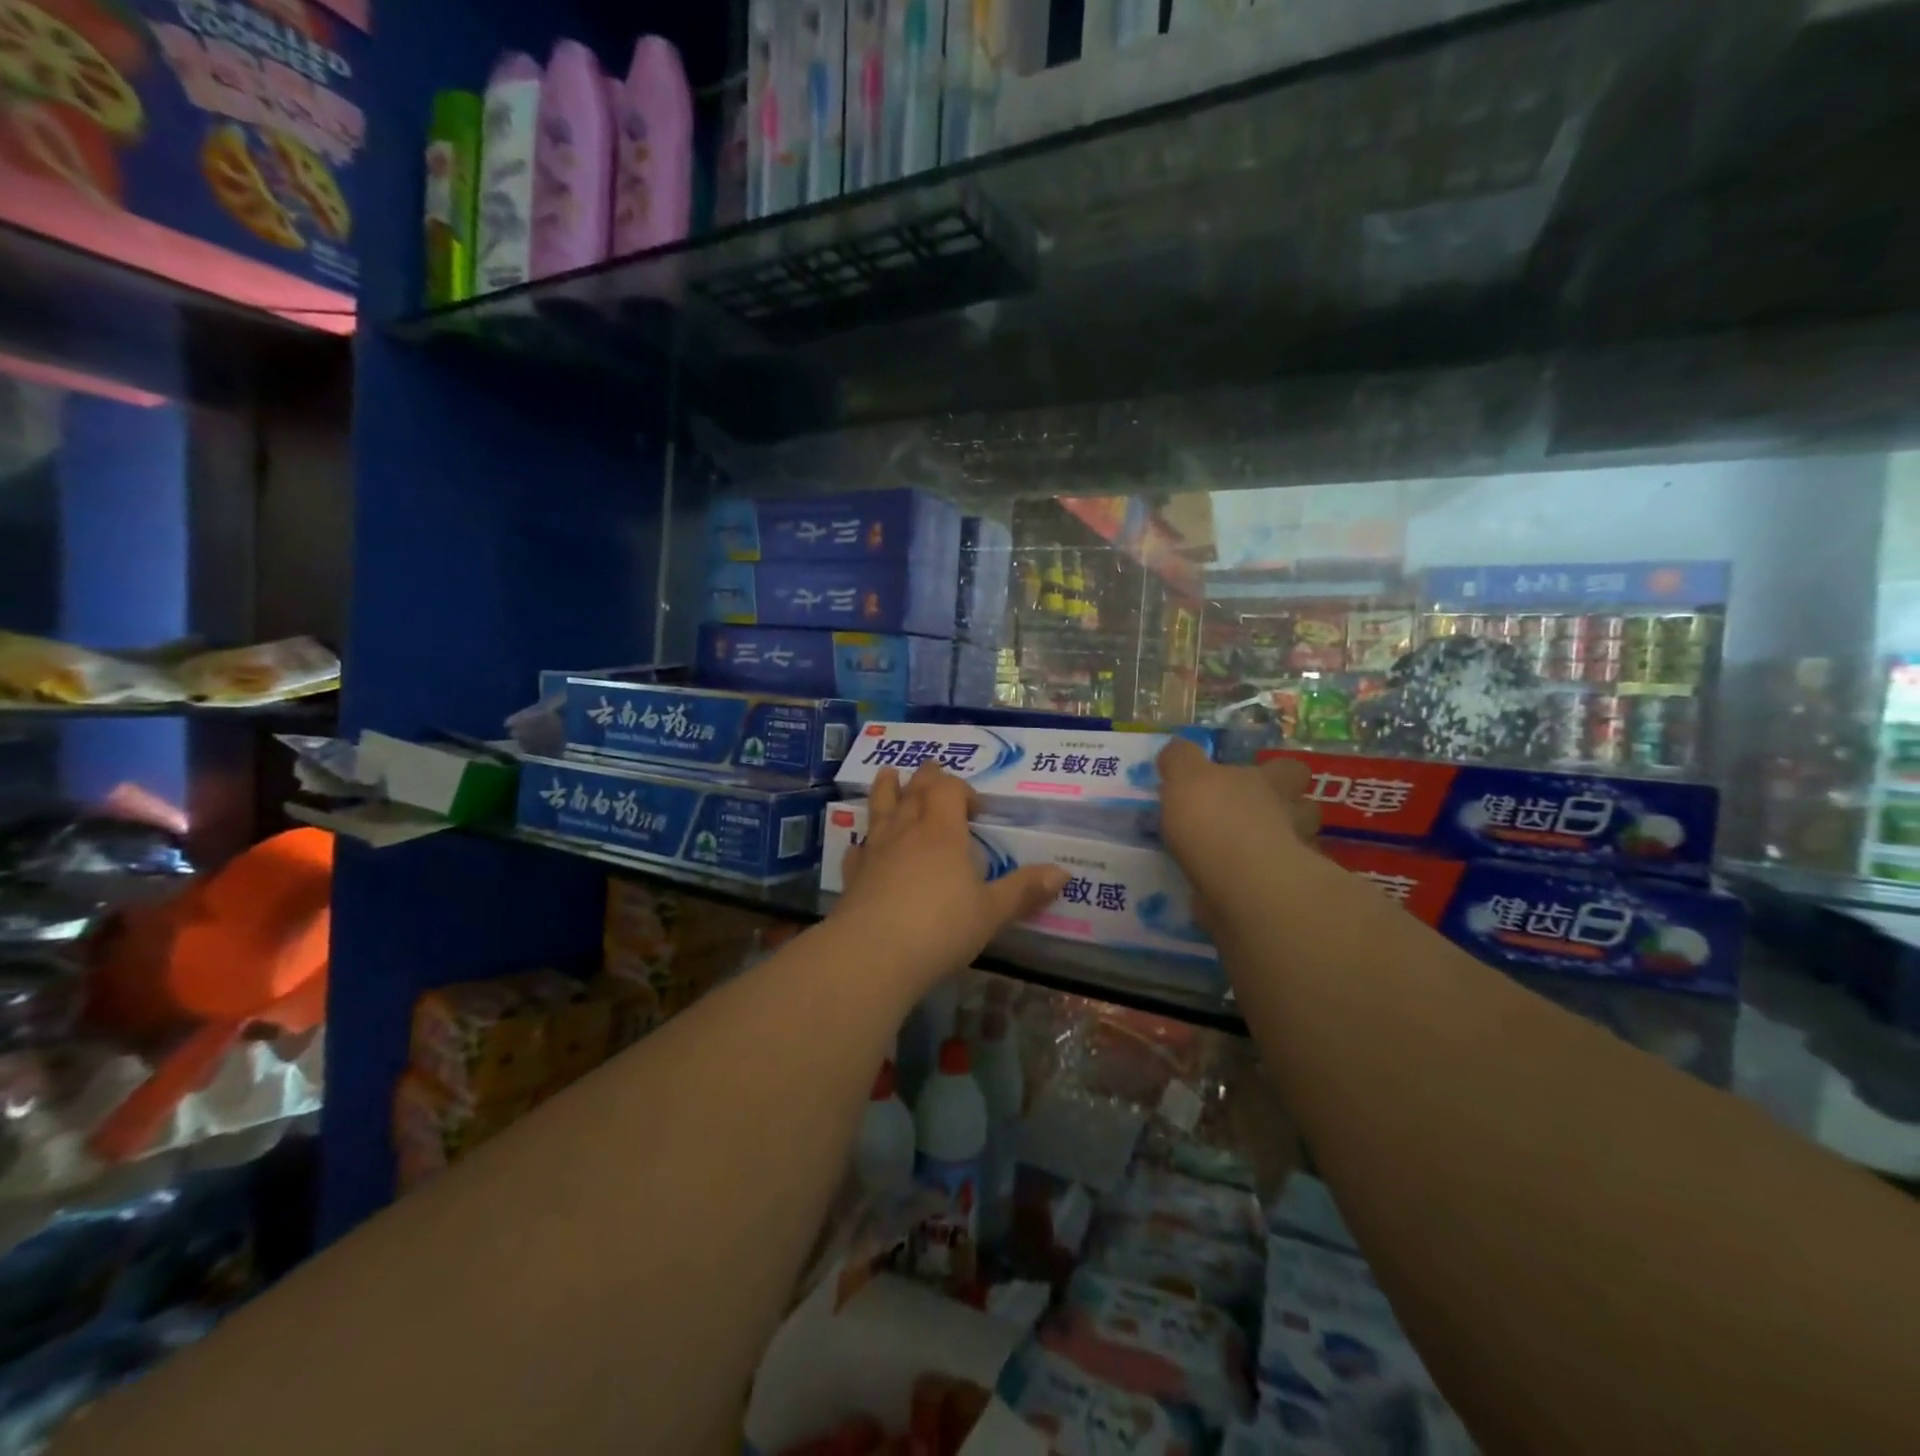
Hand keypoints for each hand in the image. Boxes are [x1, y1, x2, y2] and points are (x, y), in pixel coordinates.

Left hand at [836, 764, 1067, 992]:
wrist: (873, 954)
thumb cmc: (941, 928)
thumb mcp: (992, 913)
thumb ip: (1024, 891)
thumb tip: (1063, 873)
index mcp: (942, 832)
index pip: (948, 789)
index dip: (961, 788)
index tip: (976, 808)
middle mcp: (907, 831)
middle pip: (915, 791)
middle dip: (926, 778)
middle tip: (932, 770)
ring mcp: (876, 851)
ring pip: (880, 809)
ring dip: (886, 790)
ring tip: (888, 774)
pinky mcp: (853, 875)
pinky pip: (858, 849)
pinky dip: (863, 842)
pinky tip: (862, 846)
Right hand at [1156, 739, 1318, 934]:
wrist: (1241, 884)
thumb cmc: (1215, 819)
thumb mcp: (1185, 776)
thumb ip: (1180, 759)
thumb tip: (1176, 750)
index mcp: (1268, 783)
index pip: (1290, 769)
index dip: (1278, 772)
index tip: (1257, 778)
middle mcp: (1288, 817)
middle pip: (1303, 809)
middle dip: (1285, 814)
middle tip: (1251, 821)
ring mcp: (1291, 859)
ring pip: (1293, 849)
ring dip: (1273, 851)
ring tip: (1240, 858)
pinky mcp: (1279, 896)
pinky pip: (1269, 888)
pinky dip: (1254, 888)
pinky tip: (1227, 891)